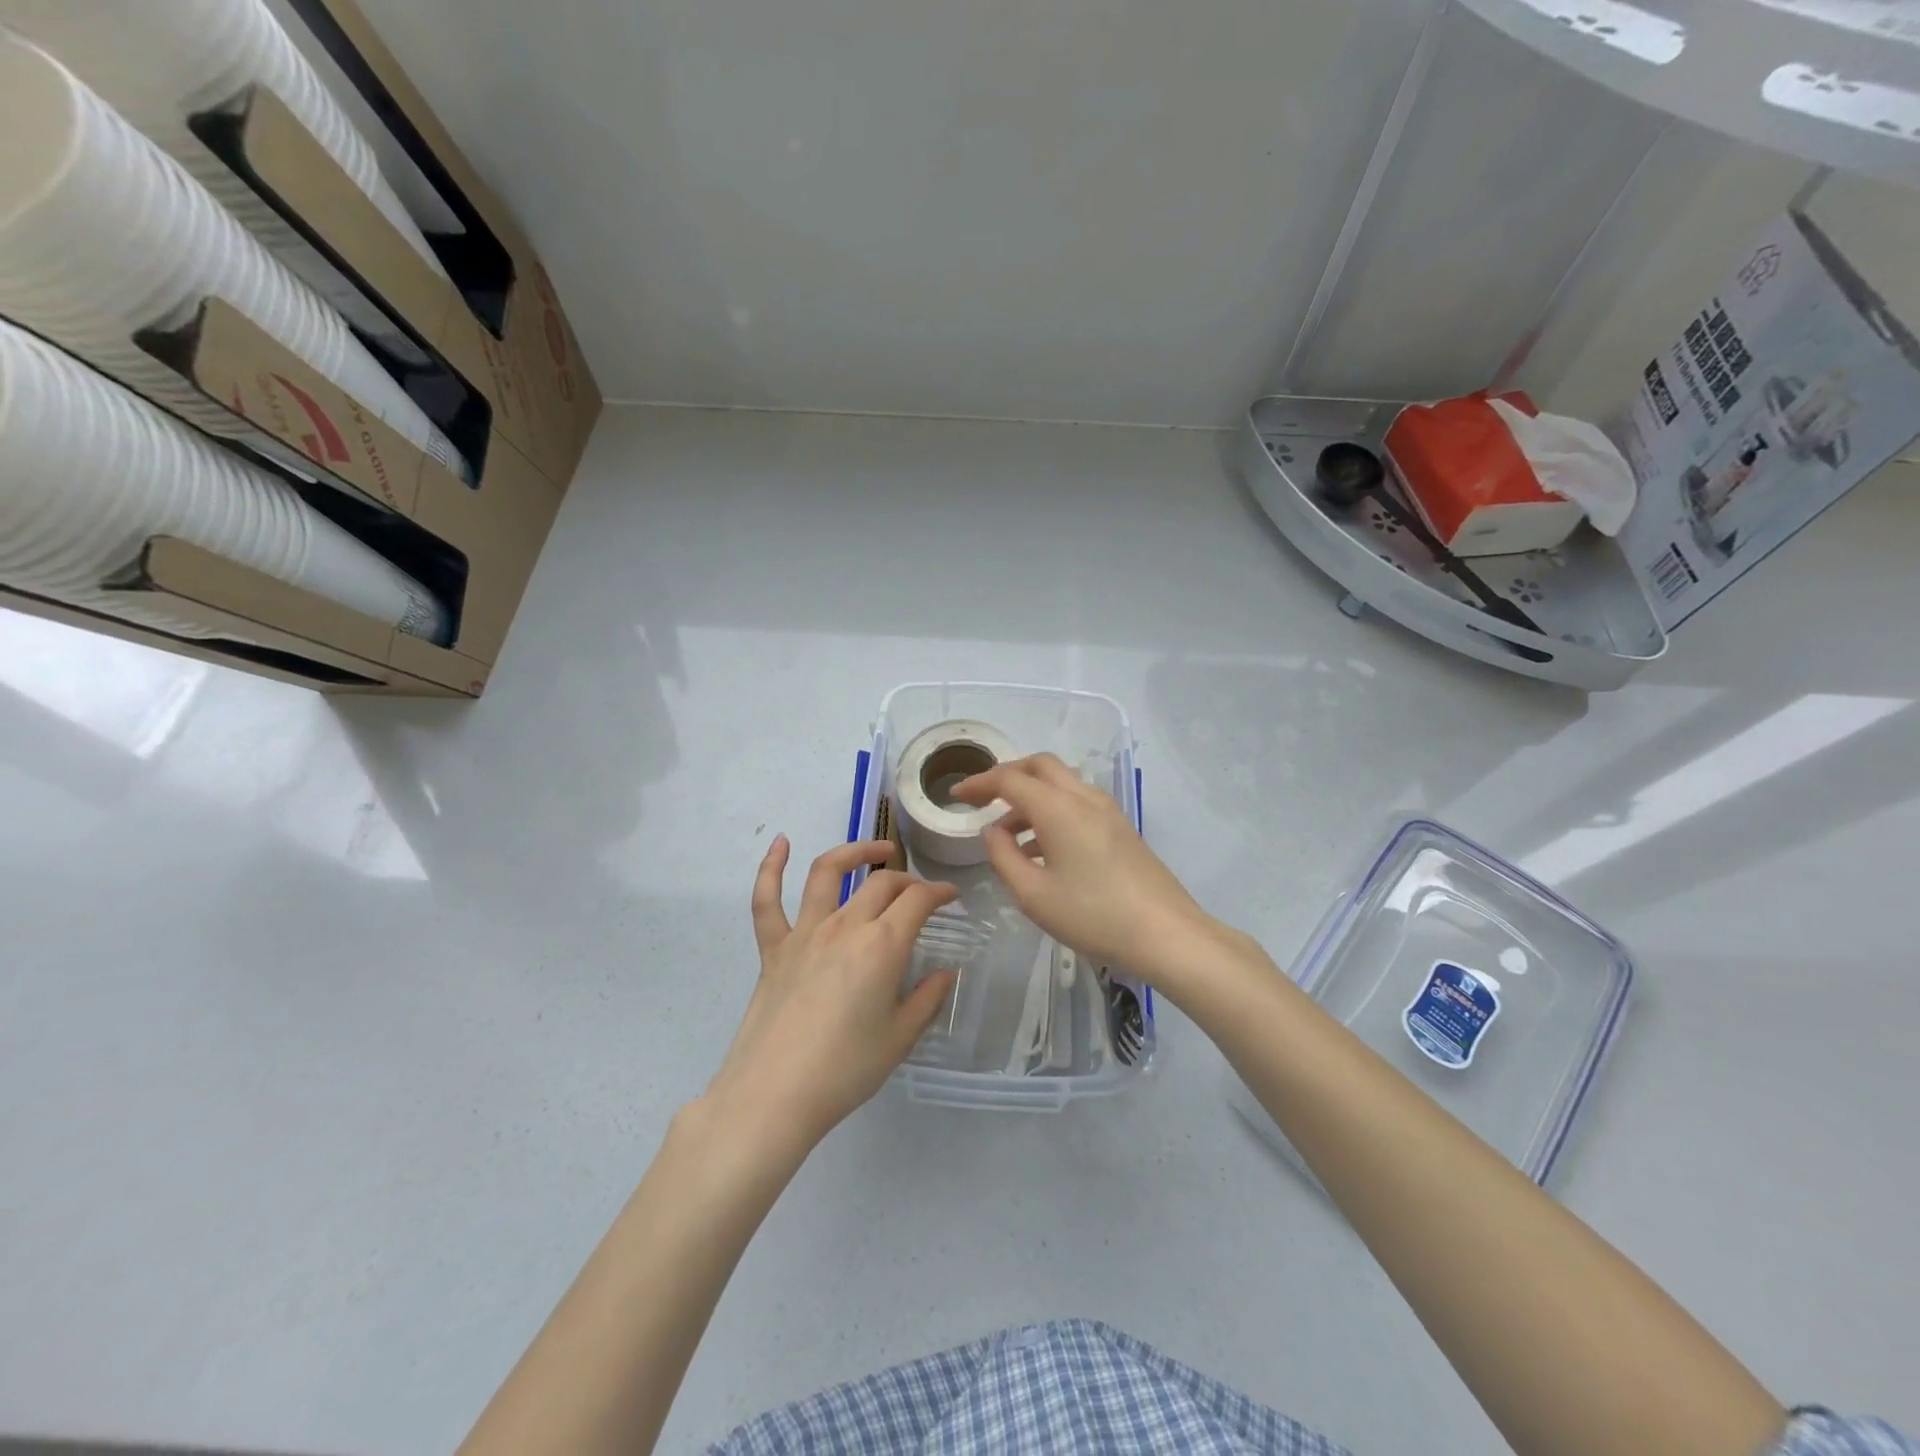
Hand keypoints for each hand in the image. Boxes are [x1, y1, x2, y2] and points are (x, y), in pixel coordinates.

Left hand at [700, 837, 957, 1158]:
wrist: (774, 1095)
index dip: (939, 892)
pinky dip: (771, 867)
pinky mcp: (773, 947)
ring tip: (878, 851)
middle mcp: (845, 926)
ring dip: (855, 852)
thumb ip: (927, 999)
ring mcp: (804, 932)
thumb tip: (946, 972)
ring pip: (828, 872)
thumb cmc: (845, 1069)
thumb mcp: (900, 1038)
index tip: (952, 896)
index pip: (918, 901)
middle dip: (908, 881)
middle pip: (882, 884)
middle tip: (920, 894)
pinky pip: (767, 900)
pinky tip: (780, 843)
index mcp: (882, 946)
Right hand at [951, 753, 1214, 981]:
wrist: (1167, 935)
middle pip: (1040, 766)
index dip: (979, 783)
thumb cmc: (1094, 916)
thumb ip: (1004, 857)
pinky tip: (1041, 849)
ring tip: (1007, 834)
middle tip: (982, 798)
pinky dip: (1052, 811)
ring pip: (1061, 784)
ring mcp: (1108, 811)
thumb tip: (993, 831)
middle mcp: (1084, 798)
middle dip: (1007, 776)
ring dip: (1031, 796)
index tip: (956, 795)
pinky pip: (1077, 803)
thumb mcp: (1034, 895)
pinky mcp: (1121, 828)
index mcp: (1059, 808)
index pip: (1010, 779)